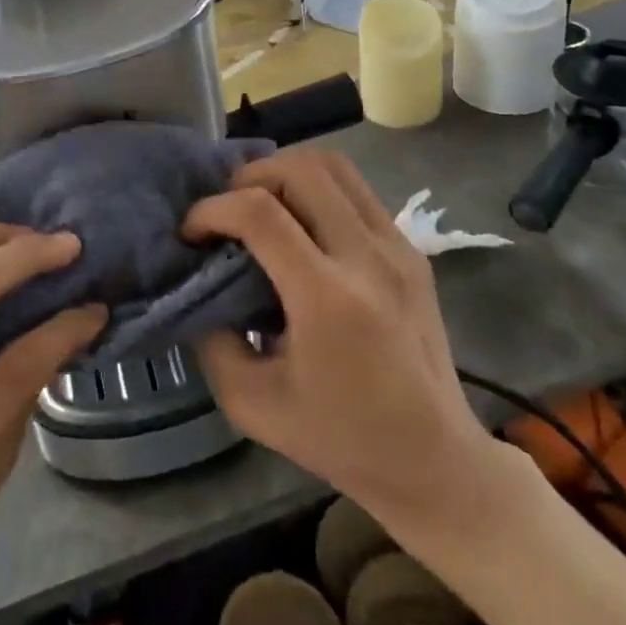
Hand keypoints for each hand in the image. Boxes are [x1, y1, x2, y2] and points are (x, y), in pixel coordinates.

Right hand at [185, 150, 502, 535]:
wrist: (434, 459)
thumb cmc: (339, 438)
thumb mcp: (251, 404)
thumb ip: (211, 340)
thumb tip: (197, 287)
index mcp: (327, 299)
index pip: (259, 213)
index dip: (212, 210)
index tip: (191, 234)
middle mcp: (367, 257)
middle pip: (300, 169)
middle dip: (248, 177)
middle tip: (228, 211)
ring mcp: (397, 247)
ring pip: (334, 165)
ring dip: (286, 173)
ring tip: (262, 205)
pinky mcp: (412, 249)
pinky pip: (356, 190)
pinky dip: (318, 189)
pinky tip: (302, 225)